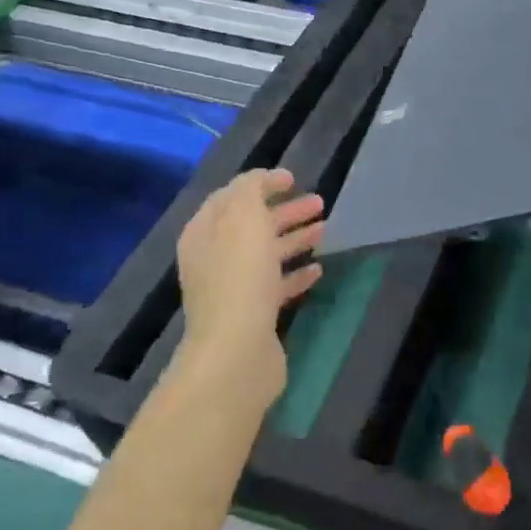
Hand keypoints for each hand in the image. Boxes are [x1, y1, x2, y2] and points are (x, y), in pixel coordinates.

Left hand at [175, 168, 324, 396]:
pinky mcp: (254, 316)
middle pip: (252, 226)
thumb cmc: (240, 277)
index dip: (260, 184)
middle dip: (284, 211)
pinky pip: (277, 286)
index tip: (294, 178)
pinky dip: (296, 274)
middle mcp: (214, 258)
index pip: (230, 197)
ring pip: (266, 255)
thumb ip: (252, 190)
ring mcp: (233, 289)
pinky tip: (319, 269)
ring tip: (325, 230)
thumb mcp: (244, 218)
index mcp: (205, 232)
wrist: (236, 351)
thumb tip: (264, 179)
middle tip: (320, 203)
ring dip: (294, 239)